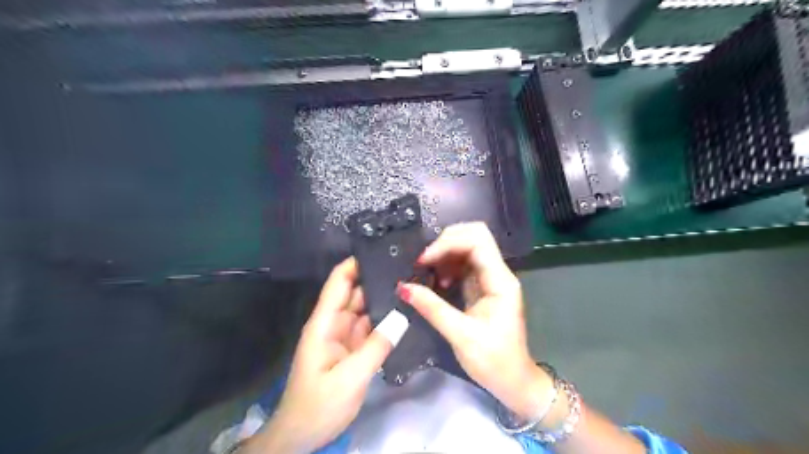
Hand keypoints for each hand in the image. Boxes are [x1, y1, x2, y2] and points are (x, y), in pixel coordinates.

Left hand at [248, 258, 397, 452]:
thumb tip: (402, 315)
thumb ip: (376, 346)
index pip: (339, 282)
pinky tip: (405, 313)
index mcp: (324, 323)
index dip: (356, 263)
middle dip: (378, 279)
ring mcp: (345, 336)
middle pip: (356, 292)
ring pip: (366, 309)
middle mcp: (334, 323)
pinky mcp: (354, 349)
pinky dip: (386, 320)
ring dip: (384, 299)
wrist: (302, 436)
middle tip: (409, 269)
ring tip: (412, 286)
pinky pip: (371, 328)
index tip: (382, 251)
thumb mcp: (349, 378)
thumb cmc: (318, 405)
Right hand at [397, 221, 549, 420]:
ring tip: (425, 273)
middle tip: (422, 262)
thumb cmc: (493, 361)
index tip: (423, 260)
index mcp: (500, 281)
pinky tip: (435, 282)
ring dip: (444, 255)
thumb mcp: (461, 335)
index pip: (478, 242)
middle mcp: (497, 273)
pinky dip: (446, 267)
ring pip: (467, 249)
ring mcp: (490, 279)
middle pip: (473, 237)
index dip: (448, 243)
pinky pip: (462, 265)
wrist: (512, 381)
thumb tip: (404, 288)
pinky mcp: (481, 287)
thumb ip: (433, 308)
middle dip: (445, 243)